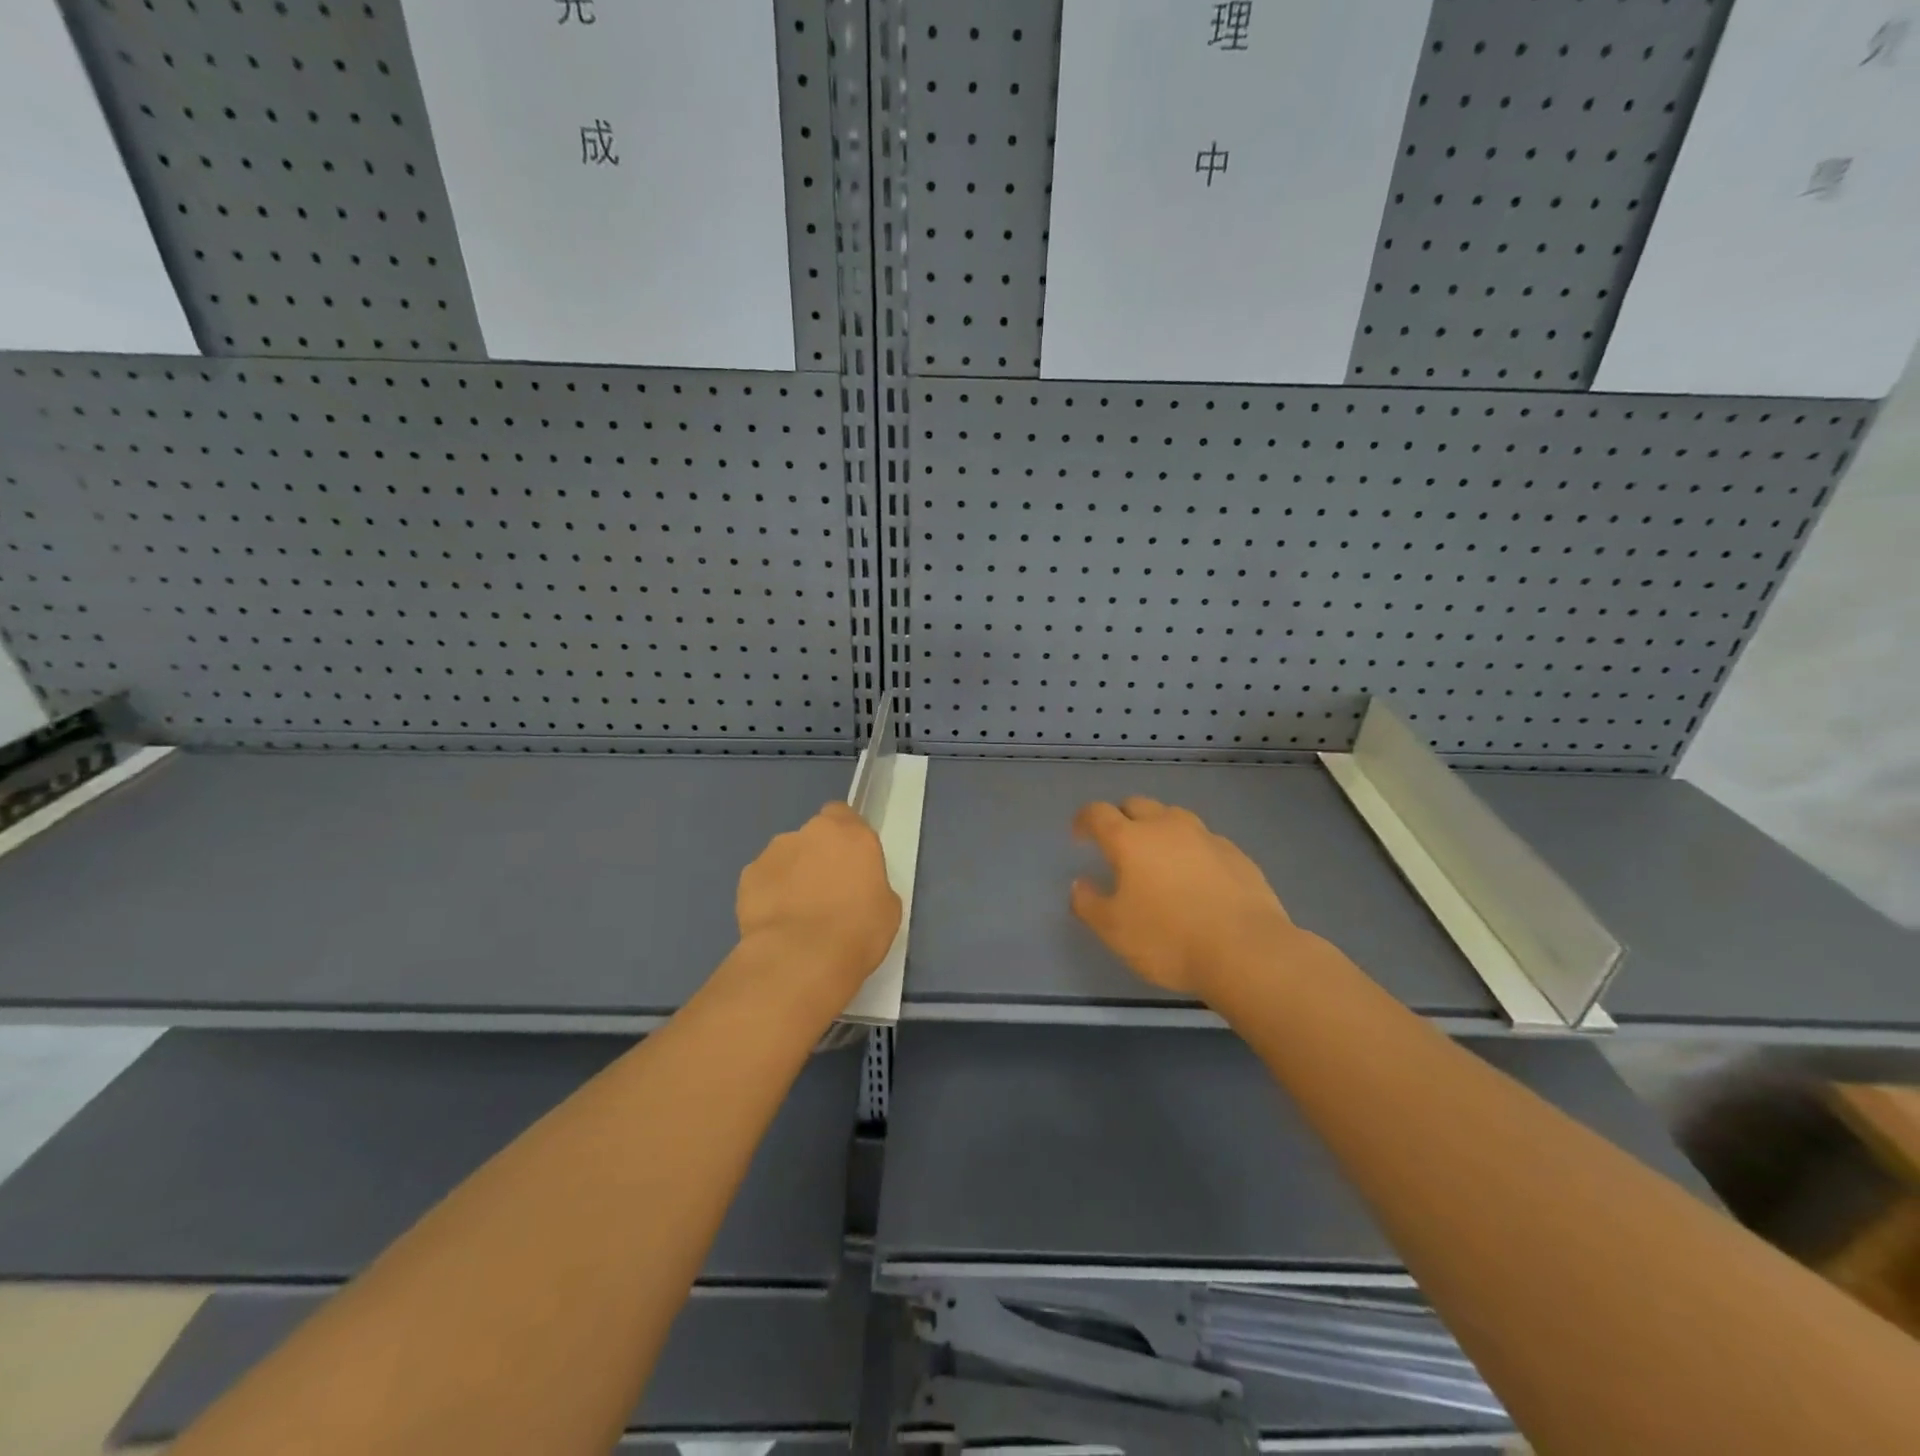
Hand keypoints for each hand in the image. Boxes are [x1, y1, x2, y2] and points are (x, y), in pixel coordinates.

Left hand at [736, 802, 901, 1003]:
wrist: (801, 958)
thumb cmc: (857, 932)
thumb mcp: (887, 907)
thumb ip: (871, 883)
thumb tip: (858, 887)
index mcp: (851, 834)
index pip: (843, 815)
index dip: (844, 836)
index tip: (848, 861)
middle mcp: (811, 833)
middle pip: (813, 835)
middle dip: (817, 856)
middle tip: (824, 891)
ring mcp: (774, 851)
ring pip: (785, 856)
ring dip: (791, 874)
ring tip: (796, 912)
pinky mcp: (748, 875)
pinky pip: (763, 879)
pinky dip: (768, 893)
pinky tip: (775, 921)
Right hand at [1071, 797, 1298, 1001]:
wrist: (1246, 952)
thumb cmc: (1168, 940)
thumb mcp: (1113, 930)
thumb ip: (1088, 903)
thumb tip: (1080, 884)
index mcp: (1130, 839)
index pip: (1098, 813)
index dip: (1084, 820)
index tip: (1079, 834)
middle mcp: (1167, 826)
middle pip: (1137, 805)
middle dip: (1122, 817)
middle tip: (1117, 843)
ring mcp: (1206, 837)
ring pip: (1174, 817)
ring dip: (1159, 828)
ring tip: (1158, 857)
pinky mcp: (1236, 854)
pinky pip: (1204, 841)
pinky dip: (1191, 850)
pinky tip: (1195, 876)